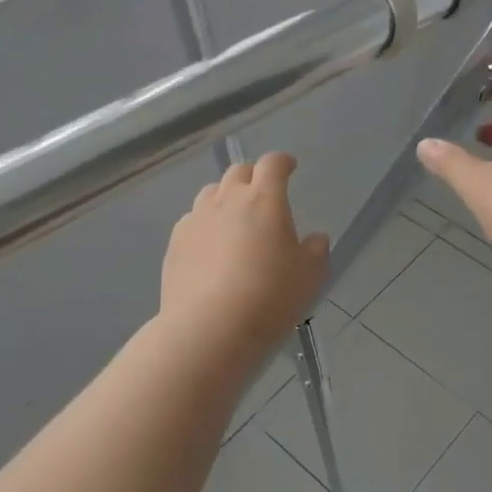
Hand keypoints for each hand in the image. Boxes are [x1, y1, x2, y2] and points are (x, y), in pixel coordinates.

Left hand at [160, 153, 329, 365]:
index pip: (273, 164)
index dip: (282, 162)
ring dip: (225, 197)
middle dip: (253, 176)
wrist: (209, 329)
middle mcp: (227, 200)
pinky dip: (204, 224)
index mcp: (264, 199)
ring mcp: (196, 219)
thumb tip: (315, 238)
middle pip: (238, 172)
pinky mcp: (175, 242)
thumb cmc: (269, 298)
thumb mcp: (309, 277)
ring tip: (234, 219)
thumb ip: (316, 251)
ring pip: (211, 193)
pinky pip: (192, 220)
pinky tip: (209, 247)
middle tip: (262, 194)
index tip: (289, 167)